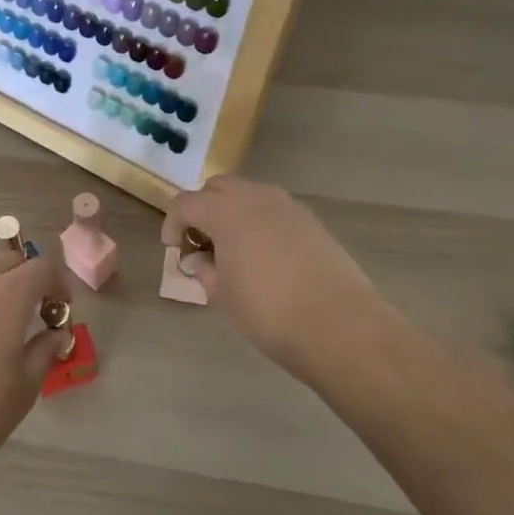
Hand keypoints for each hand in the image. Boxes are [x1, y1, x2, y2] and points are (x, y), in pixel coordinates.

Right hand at [163, 175, 399, 381]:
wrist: (340, 326)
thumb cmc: (269, 312)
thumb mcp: (223, 295)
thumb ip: (205, 269)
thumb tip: (200, 259)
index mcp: (226, 210)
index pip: (186, 203)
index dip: (173, 223)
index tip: (173, 248)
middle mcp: (256, 197)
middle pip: (217, 188)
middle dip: (202, 209)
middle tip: (201, 243)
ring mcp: (288, 205)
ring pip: (248, 194)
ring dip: (232, 212)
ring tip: (232, 249)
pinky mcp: (311, 221)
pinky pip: (273, 209)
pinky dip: (259, 221)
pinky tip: (264, 255)